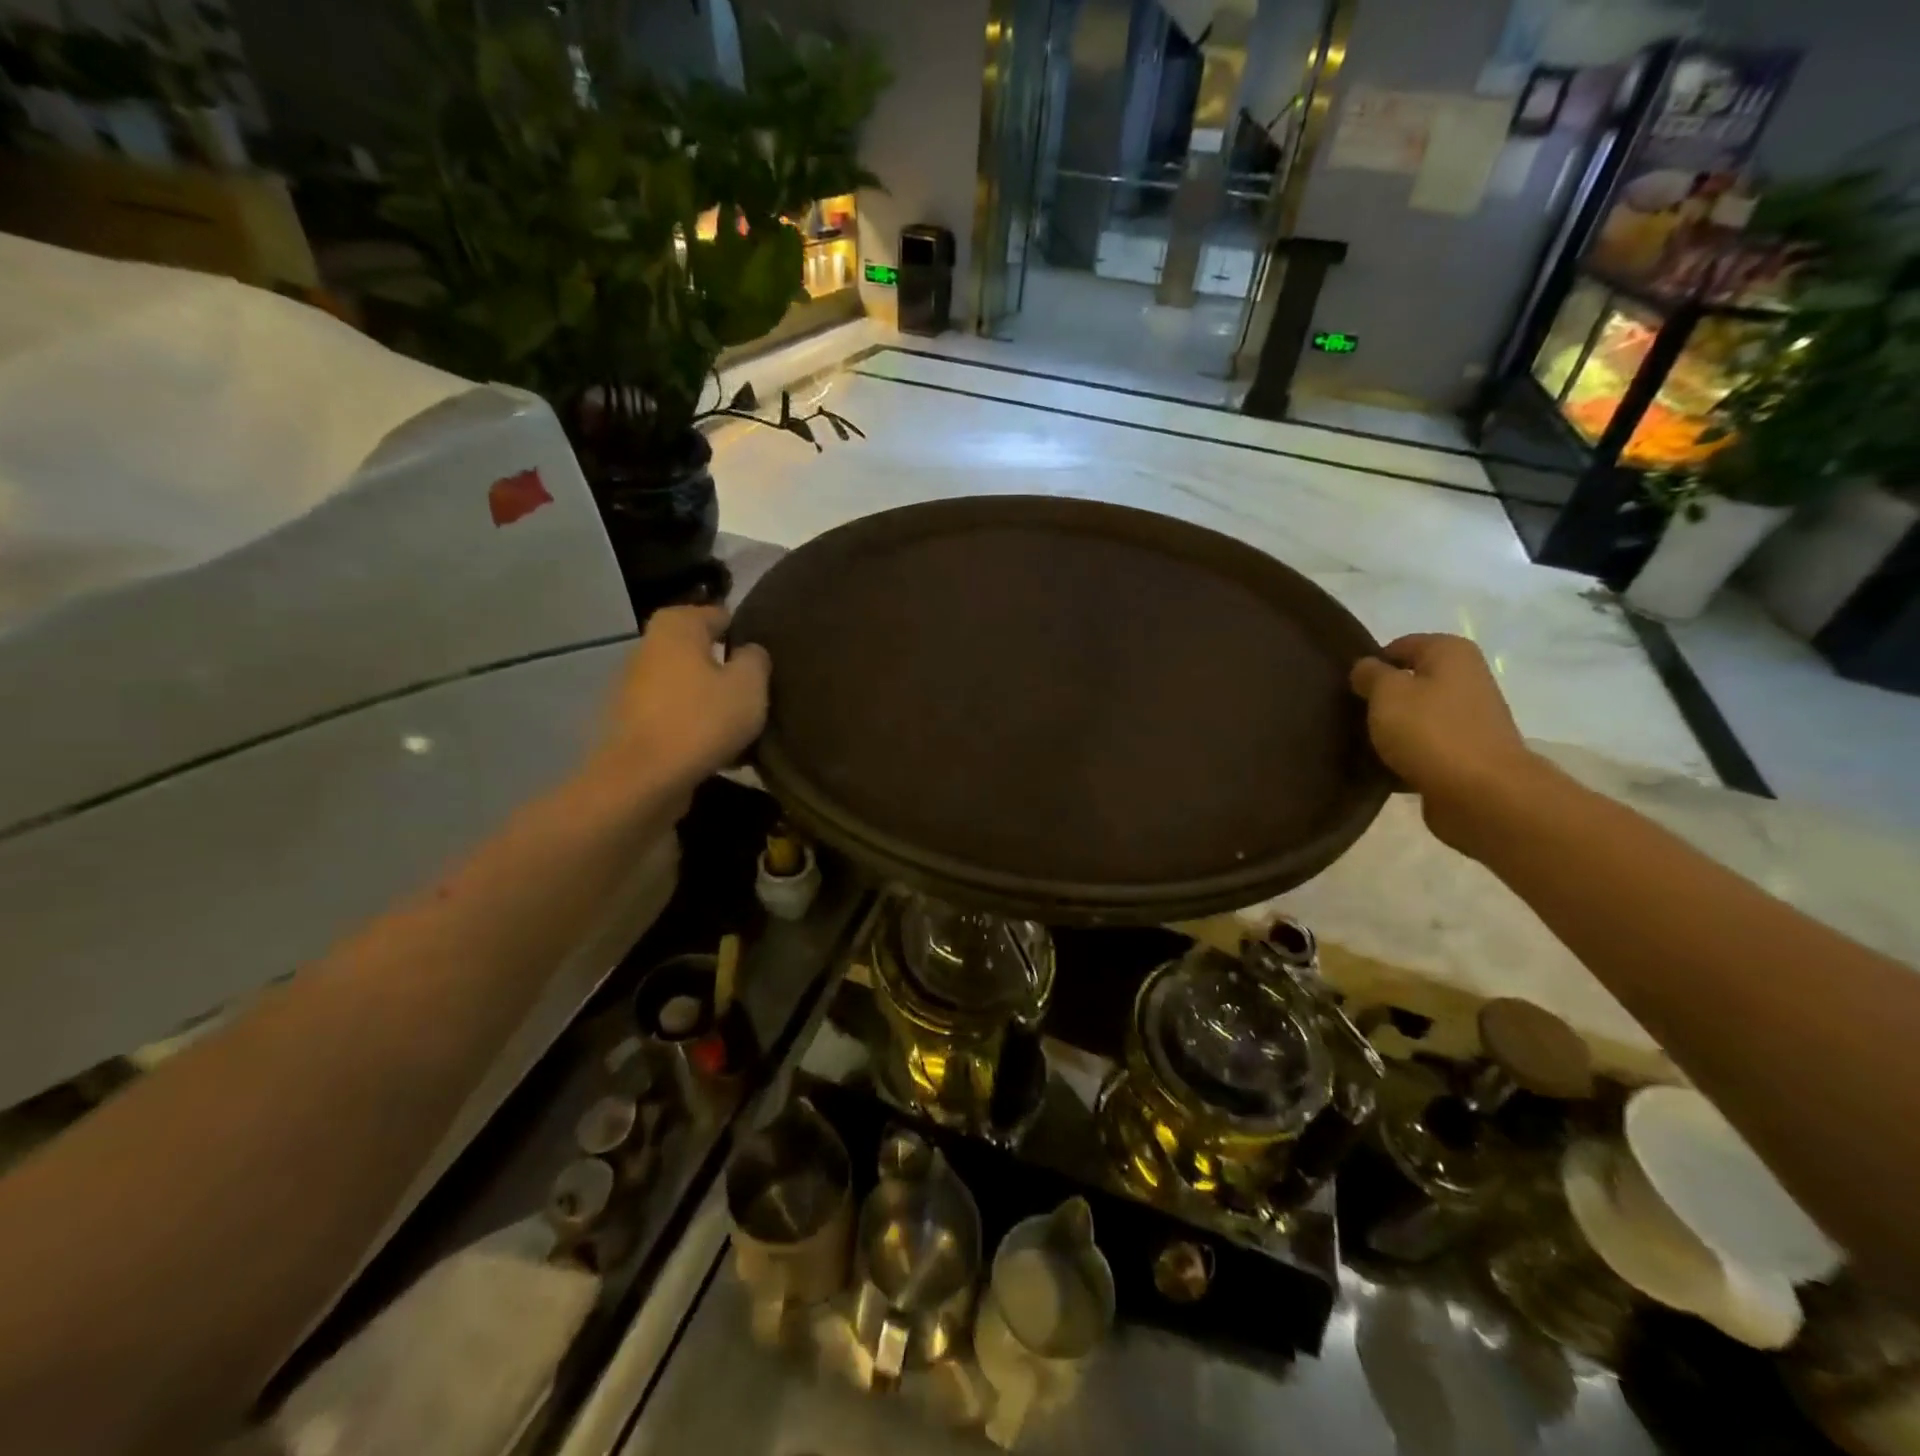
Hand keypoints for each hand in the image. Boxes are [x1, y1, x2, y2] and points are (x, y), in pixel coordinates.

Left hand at [592, 605, 770, 800]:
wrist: (643, 779)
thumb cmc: (702, 720)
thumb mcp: (749, 685)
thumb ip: (756, 659)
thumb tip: (749, 651)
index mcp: (676, 626)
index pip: (720, 616)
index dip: (746, 634)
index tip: (767, 660)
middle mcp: (649, 647)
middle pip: (701, 653)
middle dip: (727, 670)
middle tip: (759, 693)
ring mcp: (634, 686)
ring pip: (689, 687)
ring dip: (712, 702)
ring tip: (742, 727)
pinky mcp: (631, 723)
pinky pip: (675, 717)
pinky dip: (694, 728)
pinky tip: (718, 752)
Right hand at [1350, 633, 1541, 854]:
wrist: (1482, 793)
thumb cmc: (1430, 731)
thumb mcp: (1386, 693)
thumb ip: (1370, 674)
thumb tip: (1366, 667)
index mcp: (1451, 652)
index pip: (1399, 646)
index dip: (1371, 665)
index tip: (1349, 689)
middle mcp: (1467, 678)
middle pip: (1411, 681)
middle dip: (1382, 698)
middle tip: (1351, 716)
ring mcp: (1471, 717)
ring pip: (1418, 714)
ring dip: (1393, 727)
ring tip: (1364, 743)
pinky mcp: (1468, 752)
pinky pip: (1426, 745)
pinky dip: (1407, 752)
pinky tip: (1385, 766)